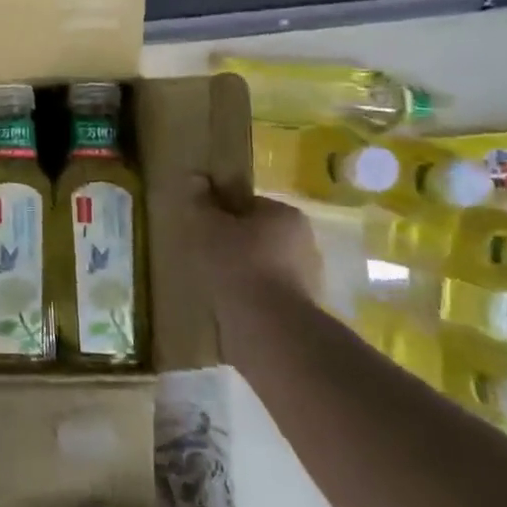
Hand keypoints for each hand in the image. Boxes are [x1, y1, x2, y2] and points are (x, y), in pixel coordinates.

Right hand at [181, 174, 323, 321]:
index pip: (250, 205)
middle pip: (260, 235)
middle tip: (206, 256)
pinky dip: (252, 297)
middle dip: (236, 244)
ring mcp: (309, 279)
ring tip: (216, 284)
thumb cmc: (238, 264)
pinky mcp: (303, 310)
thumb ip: (201, 202)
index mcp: (286, 215)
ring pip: (266, 266)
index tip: (204, 228)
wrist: (269, 328)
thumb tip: (197, 179)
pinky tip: (232, 305)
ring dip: (244, 272)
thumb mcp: (208, 226)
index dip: (224, 213)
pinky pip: (269, 294)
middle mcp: (306, 242)